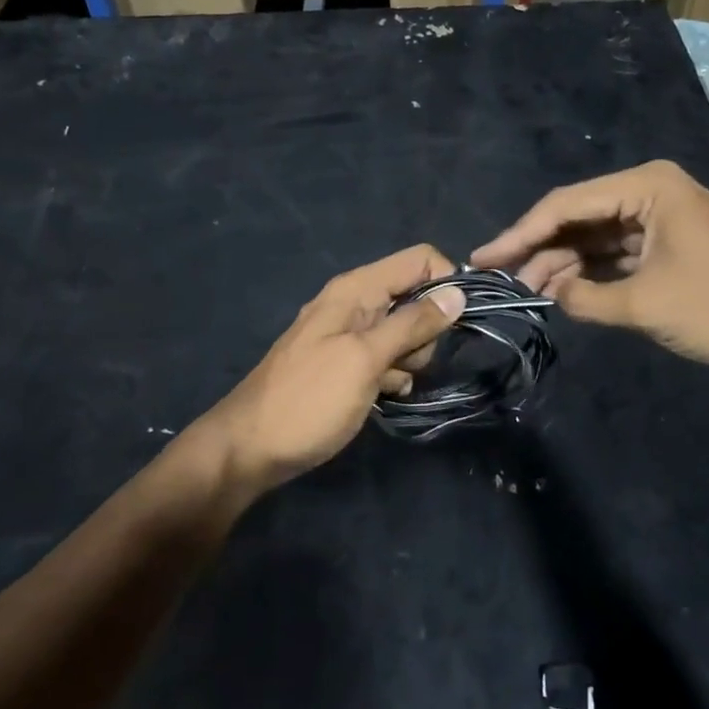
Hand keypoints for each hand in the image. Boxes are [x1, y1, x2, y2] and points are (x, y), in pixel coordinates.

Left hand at [197, 245, 465, 493]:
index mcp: (356, 289)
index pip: (419, 259)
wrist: (251, 448)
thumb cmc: (310, 399)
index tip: (456, 323)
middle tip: (403, 362)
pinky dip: (391, 375)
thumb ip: (411, 324)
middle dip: (425, 331)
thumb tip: (457, 291)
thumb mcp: (365, 359)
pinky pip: (387, 357)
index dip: (444, 284)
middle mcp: (354, 303)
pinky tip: (379, 395)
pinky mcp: (347, 363)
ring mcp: (349, 334)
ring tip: (384, 383)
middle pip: (416, 297)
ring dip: (408, 359)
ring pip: (405, 332)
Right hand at [471, 160, 708, 365]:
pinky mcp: (668, 242)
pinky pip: (616, 250)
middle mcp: (650, 191)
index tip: (484, 258)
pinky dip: (590, 270)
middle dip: (540, 249)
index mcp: (647, 186)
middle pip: (578, 216)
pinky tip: (563, 289)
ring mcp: (660, 217)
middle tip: (502, 278)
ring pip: (595, 235)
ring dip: (563, 263)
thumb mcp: (645, 303)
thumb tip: (548, 293)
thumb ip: (585, 298)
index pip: (566, 205)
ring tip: (528, 291)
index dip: (520, 233)